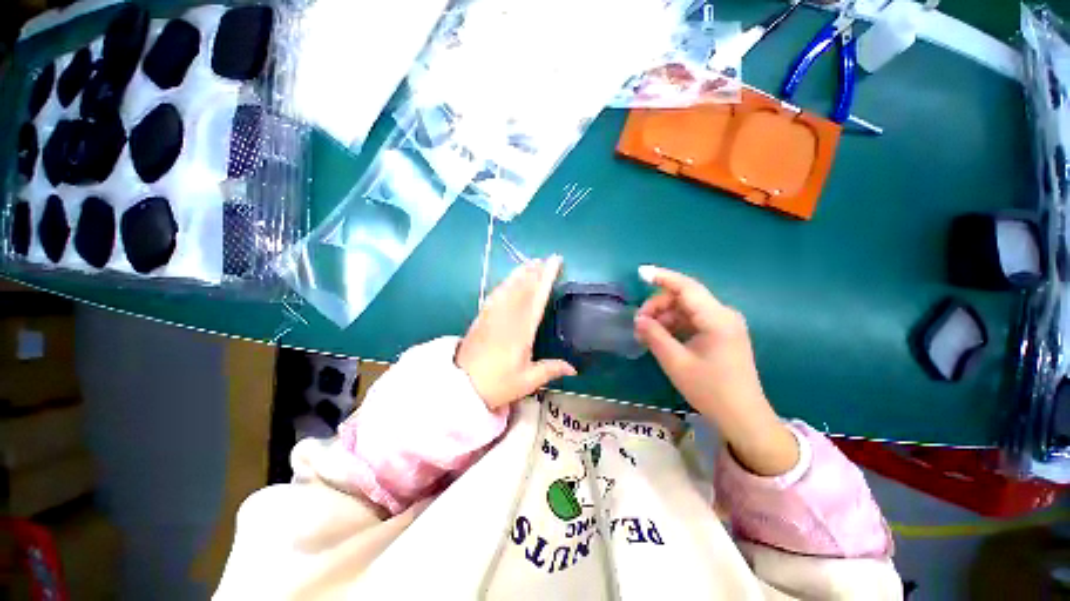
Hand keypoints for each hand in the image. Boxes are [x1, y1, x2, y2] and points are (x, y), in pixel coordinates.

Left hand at [456, 256, 576, 409]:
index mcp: (522, 329)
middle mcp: (507, 316)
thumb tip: (573, 369)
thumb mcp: (527, 381)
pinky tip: (509, 281)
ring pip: (508, 287)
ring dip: (520, 273)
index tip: (555, 262)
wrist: (460, 386)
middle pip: (523, 287)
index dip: (546, 277)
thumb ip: (550, 370)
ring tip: (530, 263)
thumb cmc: (497, 384)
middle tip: (545, 259)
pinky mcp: (481, 317)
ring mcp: (492, 315)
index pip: (537, 296)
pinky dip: (505, 283)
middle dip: (535, 271)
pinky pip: (495, 294)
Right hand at [634, 265, 797, 475]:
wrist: (743, 418)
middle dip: (658, 305)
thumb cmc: (710, 390)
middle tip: (639, 323)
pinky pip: (693, 320)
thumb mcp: (676, 363)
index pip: (687, 287)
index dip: (662, 277)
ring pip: (687, 308)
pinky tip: (661, 336)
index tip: (640, 273)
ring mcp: (724, 324)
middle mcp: (723, 315)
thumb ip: (655, 336)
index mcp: (717, 319)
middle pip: (685, 297)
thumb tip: (639, 319)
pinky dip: (675, 324)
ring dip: (665, 316)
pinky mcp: (722, 334)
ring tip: (646, 333)